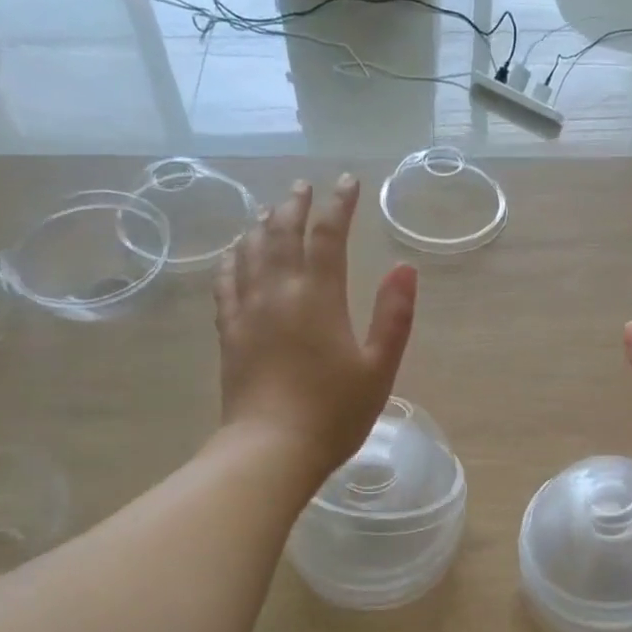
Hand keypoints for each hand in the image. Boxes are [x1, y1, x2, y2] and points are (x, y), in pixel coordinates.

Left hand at [214, 176, 417, 483]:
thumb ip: (394, 316)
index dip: (339, 205)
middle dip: (295, 205)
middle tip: (304, 187)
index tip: (348, 182)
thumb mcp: (379, 368)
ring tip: (271, 211)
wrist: (271, 449)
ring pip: (250, 251)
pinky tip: (236, 253)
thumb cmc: (334, 412)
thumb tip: (405, 268)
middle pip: (281, 232)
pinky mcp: (229, 332)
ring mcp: (248, 310)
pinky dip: (233, 258)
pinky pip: (226, 281)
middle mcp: (278, 292)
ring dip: (262, 224)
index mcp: (319, 297)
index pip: (328, 235)